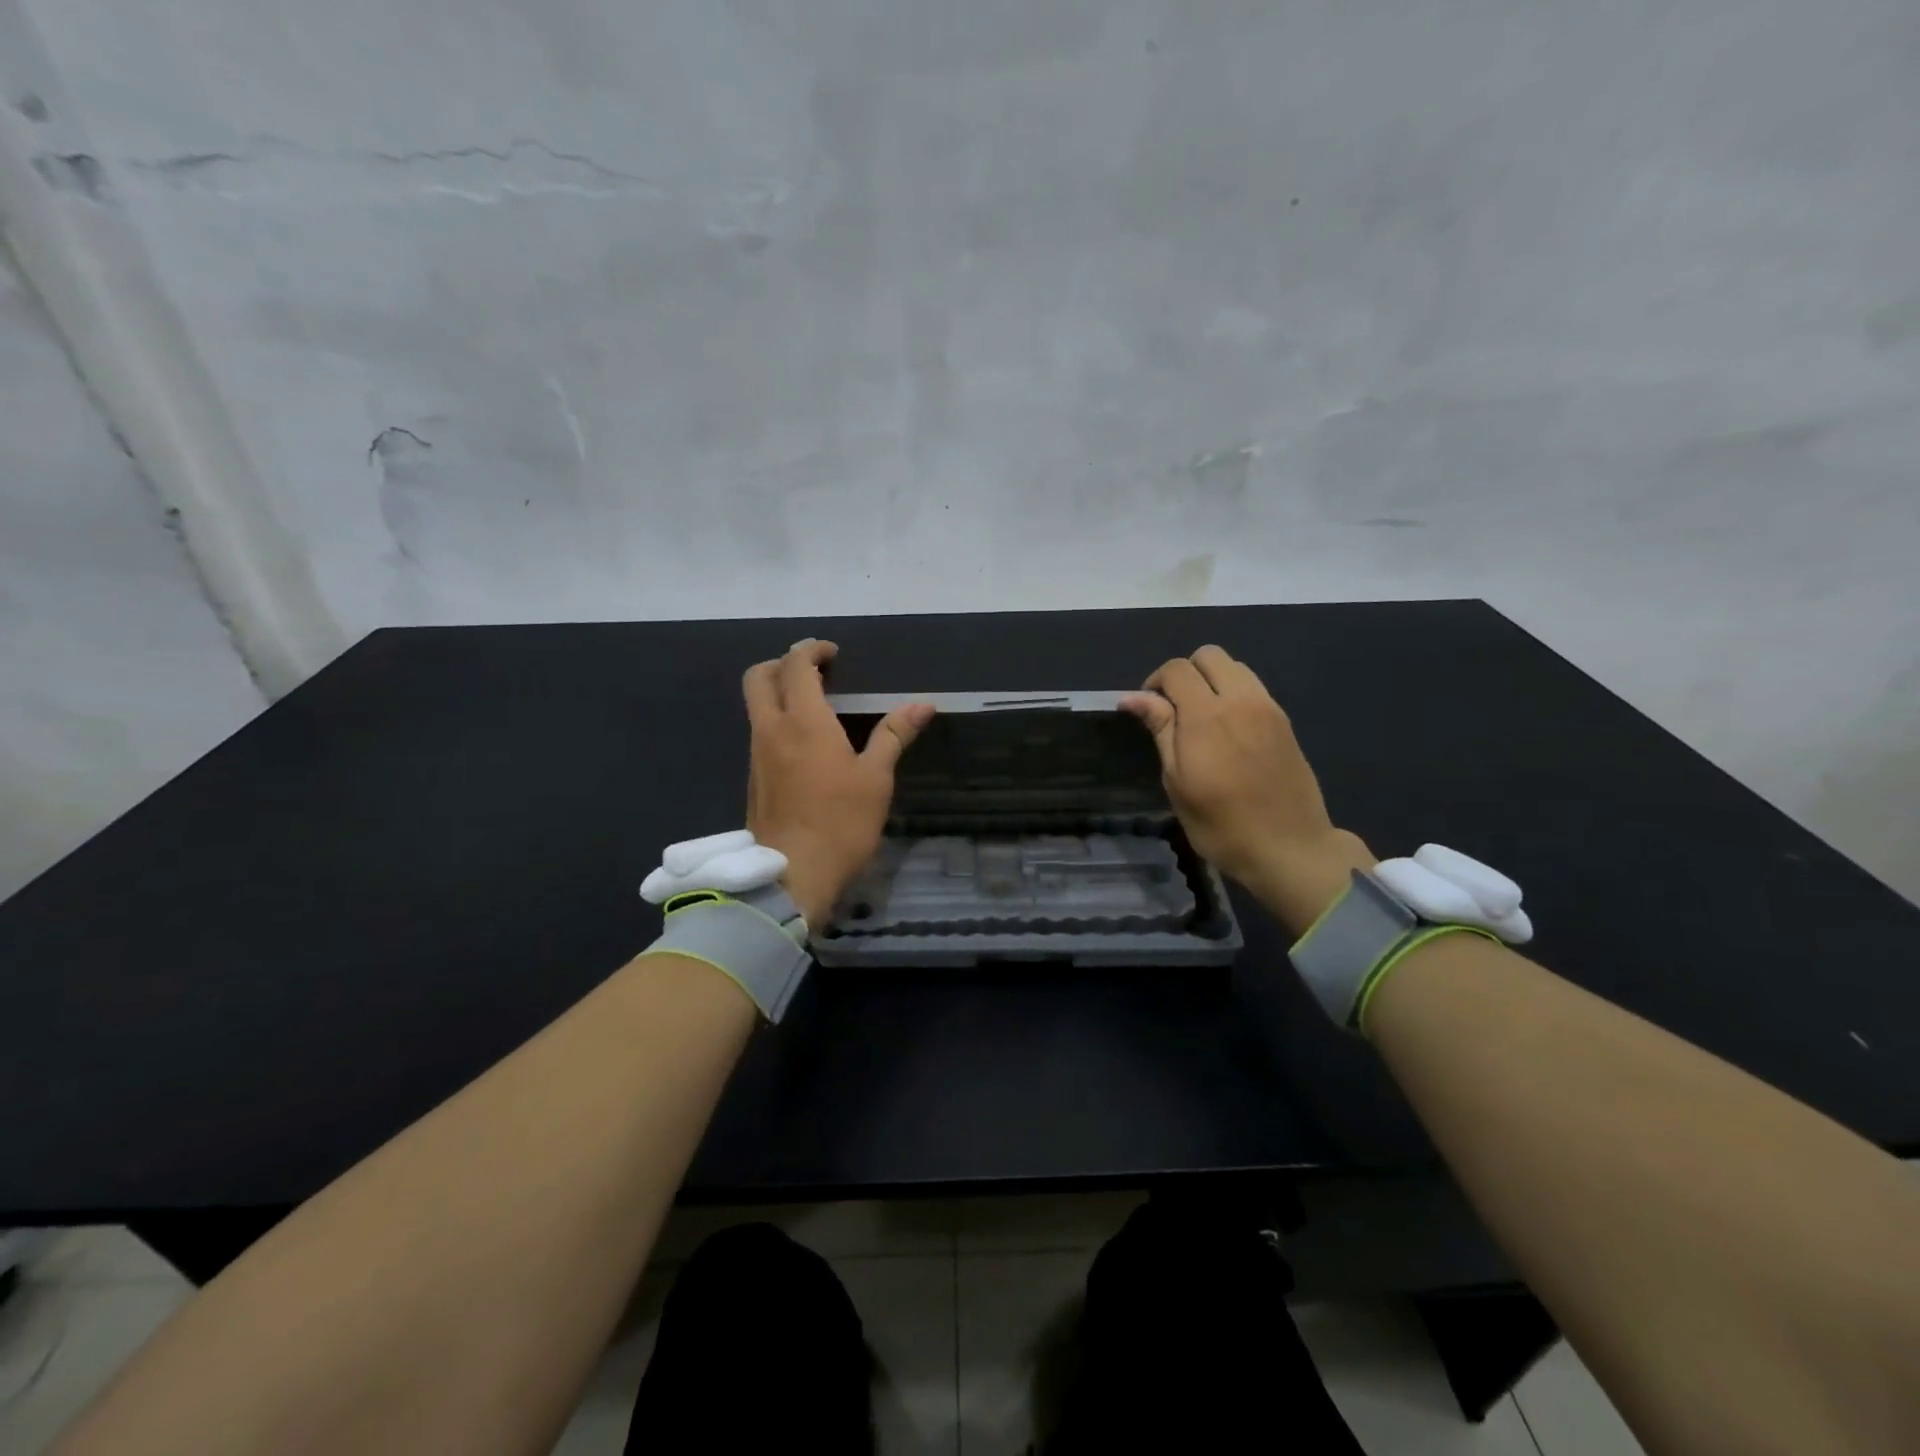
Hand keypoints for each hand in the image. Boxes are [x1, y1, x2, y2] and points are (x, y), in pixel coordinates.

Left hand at [742, 640, 933, 927]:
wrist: (792, 875)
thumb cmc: (841, 823)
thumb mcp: (876, 778)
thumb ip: (894, 735)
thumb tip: (923, 704)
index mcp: (803, 721)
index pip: (795, 666)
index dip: (811, 650)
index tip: (832, 653)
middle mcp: (771, 729)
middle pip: (758, 677)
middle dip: (781, 663)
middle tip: (814, 671)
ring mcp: (756, 755)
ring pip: (756, 706)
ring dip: (778, 693)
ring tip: (815, 706)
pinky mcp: (753, 779)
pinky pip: (759, 733)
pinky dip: (777, 721)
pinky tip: (805, 744)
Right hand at [1121, 645, 1374, 936]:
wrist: (1289, 848)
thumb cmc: (1221, 824)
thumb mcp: (1177, 781)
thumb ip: (1161, 730)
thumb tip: (1135, 697)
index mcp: (1207, 715)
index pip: (1176, 670)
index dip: (1155, 682)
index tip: (1149, 710)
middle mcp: (1240, 700)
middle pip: (1209, 655)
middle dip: (1186, 673)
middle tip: (1175, 709)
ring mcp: (1268, 708)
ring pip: (1235, 667)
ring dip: (1213, 679)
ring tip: (1203, 717)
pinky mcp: (1284, 721)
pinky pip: (1254, 687)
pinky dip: (1235, 693)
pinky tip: (1229, 729)